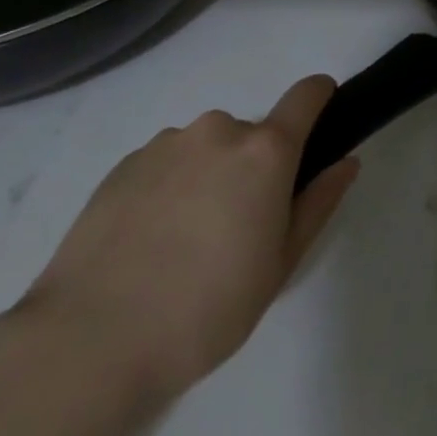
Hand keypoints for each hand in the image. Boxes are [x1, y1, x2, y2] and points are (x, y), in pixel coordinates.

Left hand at [13, 76, 358, 401]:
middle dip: (254, 168)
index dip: (321, 98)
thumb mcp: (279, 266)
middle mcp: (218, 130)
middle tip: (238, 231)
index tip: (322, 120)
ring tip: (184, 245)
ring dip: (209, 177)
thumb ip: (318, 203)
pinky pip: (166, 163)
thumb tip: (346, 161)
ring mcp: (167, 143)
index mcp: (264, 151)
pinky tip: (149, 244)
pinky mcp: (125, 163)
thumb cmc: (205, 310)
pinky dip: (170, 189)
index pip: (305, 95)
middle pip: (252, 134)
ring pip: (206, 149)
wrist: (90, 339)